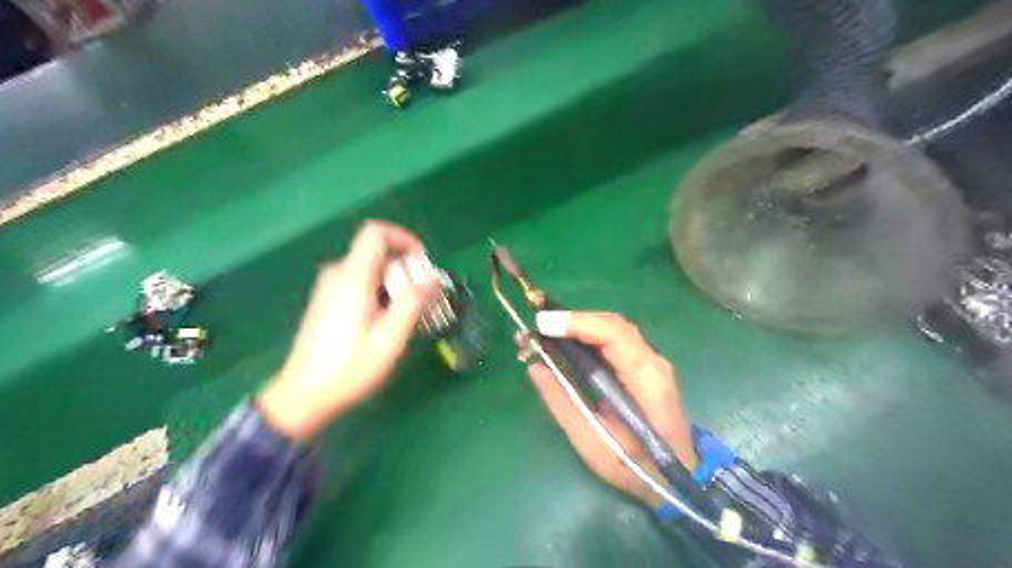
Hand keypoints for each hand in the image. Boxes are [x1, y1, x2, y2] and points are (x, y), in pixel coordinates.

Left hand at [257, 219, 434, 437]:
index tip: (423, 262)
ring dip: (395, 283)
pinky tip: (388, 321)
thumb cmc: (349, 368)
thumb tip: (432, 279)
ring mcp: (330, 288)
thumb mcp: (389, 338)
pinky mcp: (328, 302)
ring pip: (370, 269)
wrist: (303, 396)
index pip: (376, 233)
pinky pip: (360, 283)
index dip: (404, 239)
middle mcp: (338, 275)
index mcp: (352, 278)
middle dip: (406, 268)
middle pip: (377, 252)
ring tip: (410, 313)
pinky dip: (381, 292)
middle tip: (423, 296)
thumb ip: (412, 303)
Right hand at [521, 315, 697, 504]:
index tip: (542, 324)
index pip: (613, 334)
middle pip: (613, 324)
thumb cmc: (636, 467)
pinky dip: (589, 334)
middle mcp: (653, 361)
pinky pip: (616, 338)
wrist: (678, 477)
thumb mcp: (592, 444)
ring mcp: (652, 361)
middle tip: (538, 327)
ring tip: (548, 333)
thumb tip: (535, 367)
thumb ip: (563, 404)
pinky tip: (569, 343)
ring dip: (580, 325)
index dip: (577, 323)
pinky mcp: (645, 365)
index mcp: (646, 379)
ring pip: (614, 327)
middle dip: (574, 320)